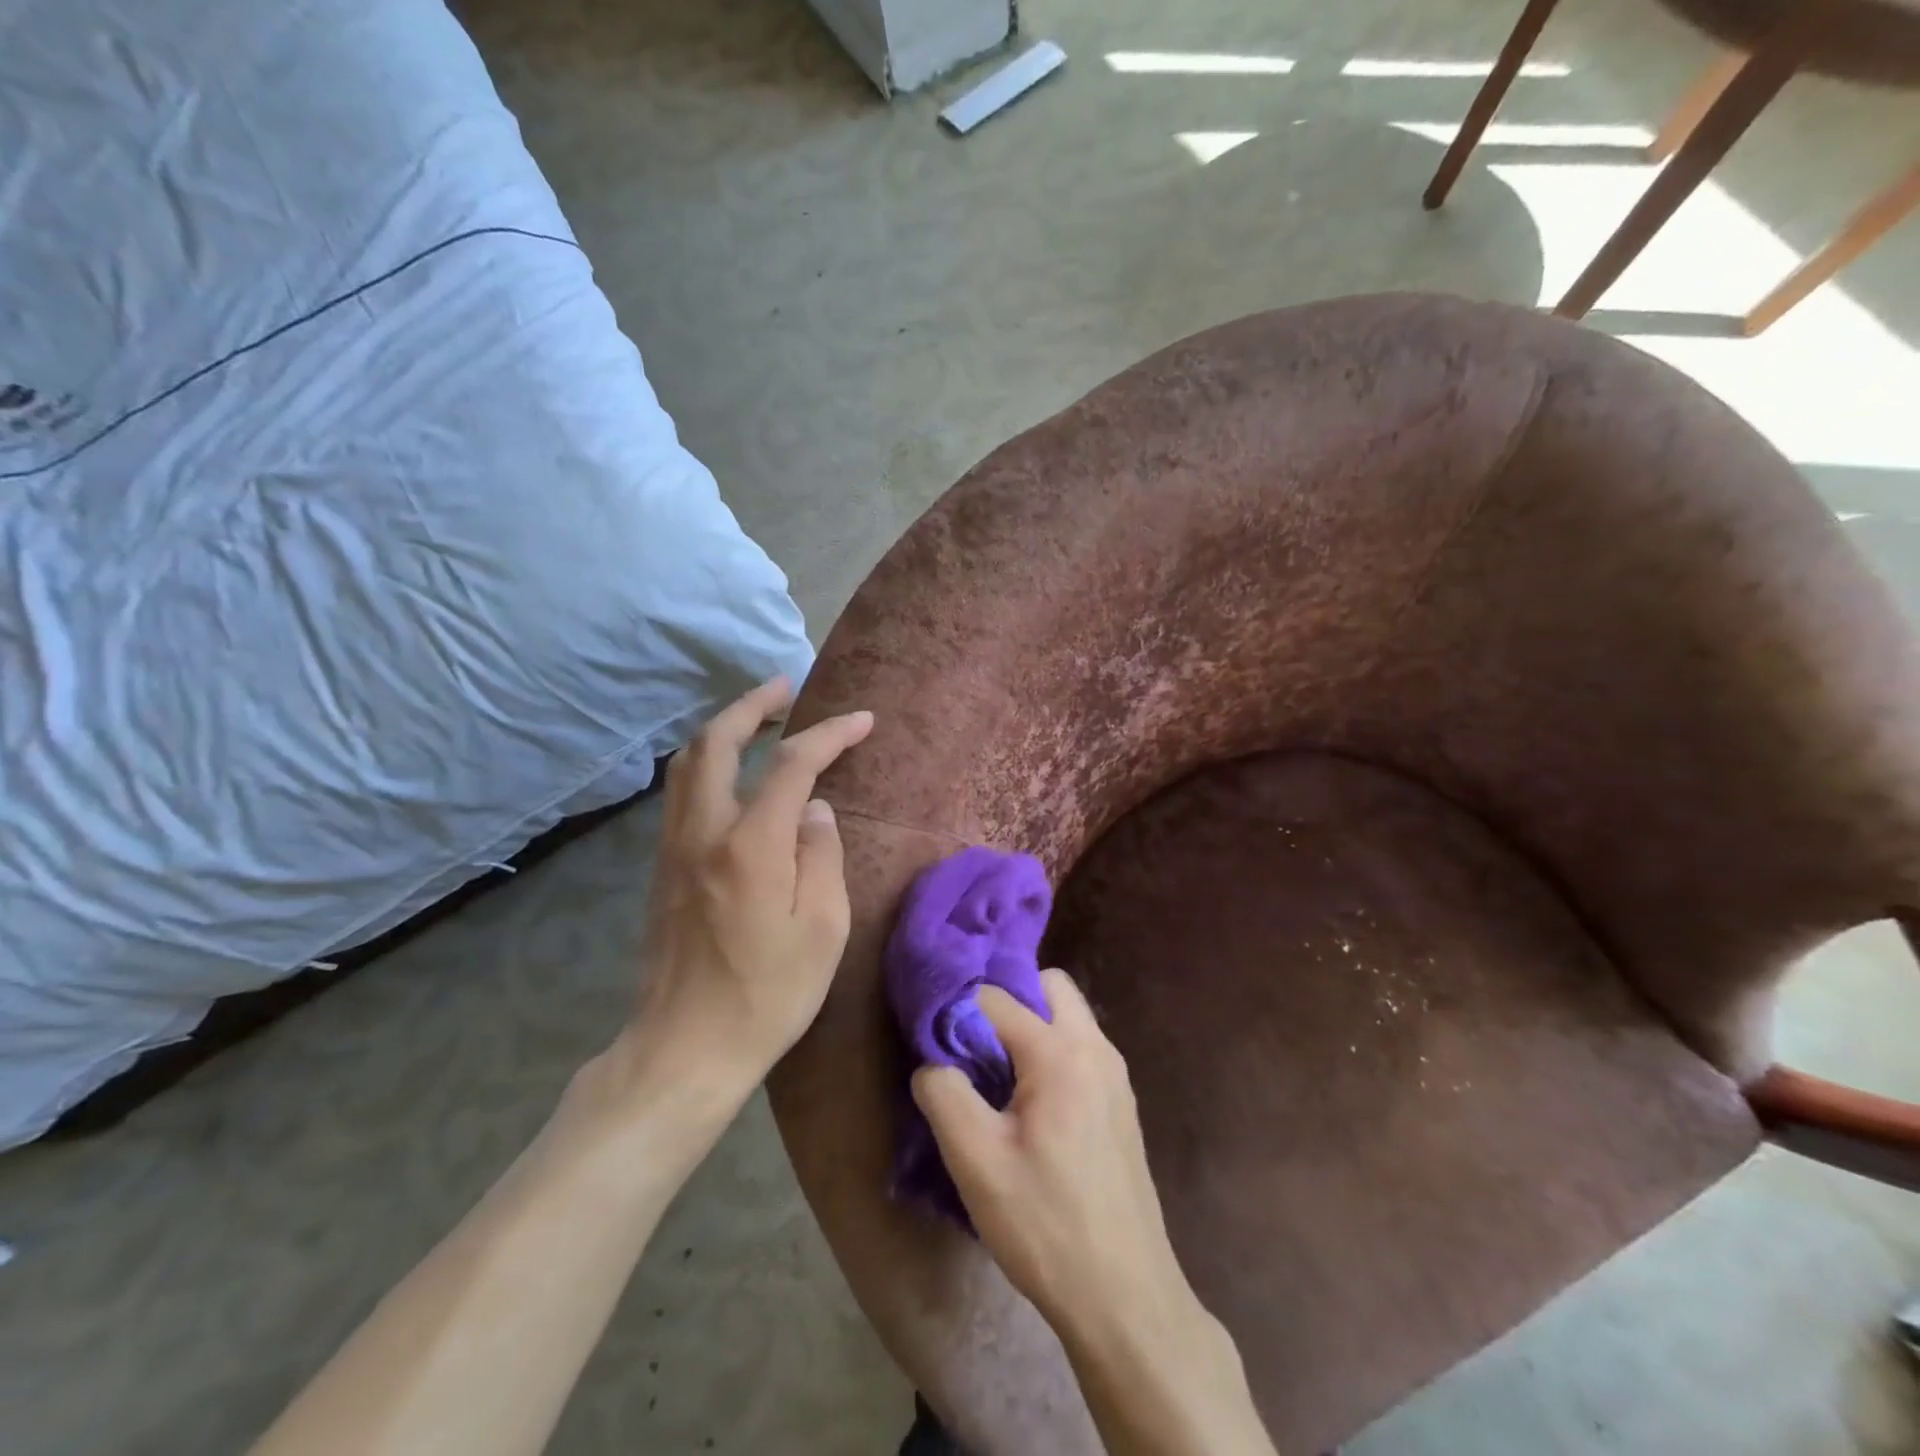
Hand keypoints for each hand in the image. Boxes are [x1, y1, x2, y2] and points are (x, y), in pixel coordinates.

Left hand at [621, 678, 872, 1097]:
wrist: (684, 1048)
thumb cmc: (768, 995)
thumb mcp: (824, 930)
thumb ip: (823, 856)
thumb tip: (814, 809)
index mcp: (751, 846)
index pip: (793, 764)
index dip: (830, 734)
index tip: (862, 720)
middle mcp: (704, 832)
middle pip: (717, 742)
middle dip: (753, 704)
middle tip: (786, 686)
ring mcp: (674, 848)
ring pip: (688, 763)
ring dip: (724, 729)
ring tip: (759, 718)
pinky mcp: (662, 868)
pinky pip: (682, 792)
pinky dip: (708, 762)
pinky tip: (733, 772)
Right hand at [910, 970, 1194, 1344]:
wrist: (1125, 1296)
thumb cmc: (1045, 1224)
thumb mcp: (976, 1161)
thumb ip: (944, 1094)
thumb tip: (931, 1061)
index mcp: (1060, 1052)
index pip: (996, 997)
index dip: (959, 1011)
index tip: (934, 1040)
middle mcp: (1095, 1047)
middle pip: (1048, 985)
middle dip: (1008, 1000)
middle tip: (973, 1044)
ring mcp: (1115, 1074)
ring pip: (1069, 1015)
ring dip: (1032, 1026)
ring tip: (997, 1075)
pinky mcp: (1121, 1103)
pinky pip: (1082, 1048)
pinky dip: (1052, 1052)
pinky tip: (1030, 1105)